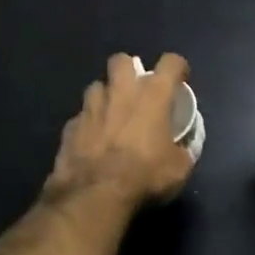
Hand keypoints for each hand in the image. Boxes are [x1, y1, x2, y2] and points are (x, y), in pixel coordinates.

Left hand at [43, 53, 194, 209]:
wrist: (95, 194)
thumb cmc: (145, 175)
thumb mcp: (179, 169)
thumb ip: (183, 151)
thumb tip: (182, 148)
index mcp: (152, 96)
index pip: (170, 63)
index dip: (177, 67)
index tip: (179, 79)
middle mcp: (120, 92)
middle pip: (121, 60)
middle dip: (128, 69)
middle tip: (135, 89)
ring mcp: (91, 107)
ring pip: (96, 86)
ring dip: (105, 96)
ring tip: (111, 114)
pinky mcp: (71, 126)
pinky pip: (81, 116)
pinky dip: (88, 124)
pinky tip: (92, 140)